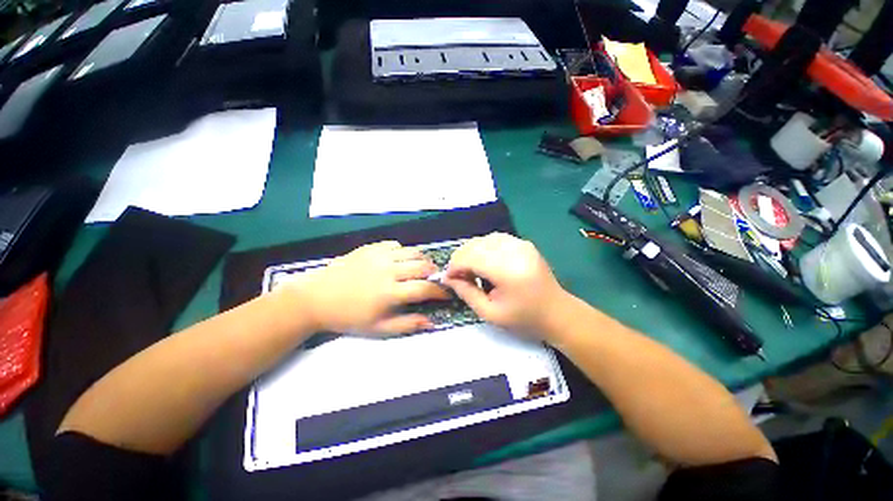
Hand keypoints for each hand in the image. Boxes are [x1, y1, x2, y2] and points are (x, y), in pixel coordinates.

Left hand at [282, 241, 448, 335]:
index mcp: (390, 292)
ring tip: (422, 267)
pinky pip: (395, 245)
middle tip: (434, 279)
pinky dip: (404, 252)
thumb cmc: (349, 317)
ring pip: (412, 252)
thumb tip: (432, 322)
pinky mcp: (370, 248)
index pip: (425, 289)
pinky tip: (400, 260)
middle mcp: (388, 270)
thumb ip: (407, 324)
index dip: (440, 292)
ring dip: (422, 259)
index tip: (446, 294)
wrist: (317, 298)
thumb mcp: (379, 328)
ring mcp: (379, 256)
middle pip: (422, 266)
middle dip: (434, 273)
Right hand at [443, 233, 568, 337]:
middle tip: (457, 275)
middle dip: (460, 258)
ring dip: (471, 252)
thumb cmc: (524, 318)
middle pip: (476, 245)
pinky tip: (482, 261)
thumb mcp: (490, 313)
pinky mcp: (524, 243)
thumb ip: (466, 292)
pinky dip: (483, 247)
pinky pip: (495, 239)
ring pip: (484, 239)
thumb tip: (448, 278)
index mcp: (508, 271)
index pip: (471, 258)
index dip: (455, 266)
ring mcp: (521, 244)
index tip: (448, 278)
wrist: (557, 313)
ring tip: (469, 268)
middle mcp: (515, 251)